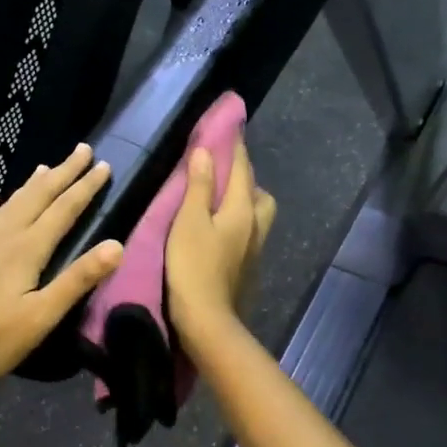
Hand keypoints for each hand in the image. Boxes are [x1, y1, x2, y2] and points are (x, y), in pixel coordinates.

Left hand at [0, 144, 123, 386]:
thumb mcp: (43, 315)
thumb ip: (78, 279)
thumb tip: (116, 245)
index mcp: (28, 249)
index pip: (64, 209)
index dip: (85, 186)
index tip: (103, 165)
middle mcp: (3, 236)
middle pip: (38, 196)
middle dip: (63, 172)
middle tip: (81, 150)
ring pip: (9, 204)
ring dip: (31, 185)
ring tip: (46, 167)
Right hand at [166, 138, 275, 346]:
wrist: (208, 319)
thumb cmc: (193, 266)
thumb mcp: (188, 222)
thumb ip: (197, 187)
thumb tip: (205, 152)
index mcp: (241, 210)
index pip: (241, 169)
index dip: (235, 147)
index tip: (231, 128)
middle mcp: (255, 225)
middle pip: (258, 192)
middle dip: (245, 176)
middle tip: (225, 171)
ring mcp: (254, 248)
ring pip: (258, 213)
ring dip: (246, 200)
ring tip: (223, 200)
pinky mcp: (248, 267)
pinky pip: (250, 232)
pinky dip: (240, 221)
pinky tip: (223, 229)